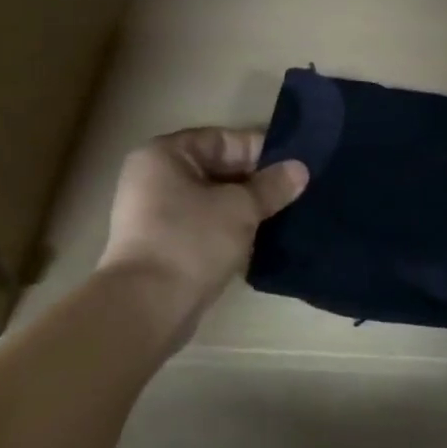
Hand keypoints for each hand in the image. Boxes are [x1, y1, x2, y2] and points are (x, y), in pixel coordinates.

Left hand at [97, 127, 307, 319]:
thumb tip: (300, 169)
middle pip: (215, 169)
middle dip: (254, 181)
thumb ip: (271, 186)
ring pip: (210, 200)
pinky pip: (201, 225)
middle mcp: (153, 176)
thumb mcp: (240, 208)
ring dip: (243, 207)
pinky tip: (258, 240)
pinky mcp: (159, 245)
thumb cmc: (191, 241)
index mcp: (164, 154)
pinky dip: (227, 228)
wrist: (146, 308)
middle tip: (294, 192)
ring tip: (282, 215)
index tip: (294, 166)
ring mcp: (152, 213)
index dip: (259, 151)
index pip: (221, 139)